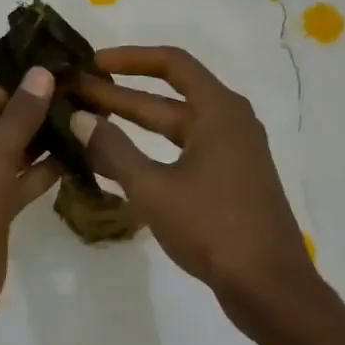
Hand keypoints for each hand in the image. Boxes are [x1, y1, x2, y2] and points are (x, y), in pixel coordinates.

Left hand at [0, 69, 61, 344]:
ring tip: (89, 119)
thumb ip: (18, 120)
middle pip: (0, 123)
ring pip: (12, 153)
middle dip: (39, 111)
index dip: (25, 84)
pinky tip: (77, 156)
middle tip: (87, 93)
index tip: (68, 68)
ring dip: (44, 140)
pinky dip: (42, 171)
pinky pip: (18, 181)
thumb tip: (42, 73)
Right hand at [70, 46, 317, 312]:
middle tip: (75, 95)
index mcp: (219, 110)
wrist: (269, 286)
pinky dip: (150, 152)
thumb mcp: (153, 188)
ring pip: (174, 128)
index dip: (128, 58)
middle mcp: (229, 122)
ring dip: (133, 124)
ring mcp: (232, 153)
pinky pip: (183, 153)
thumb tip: (78, 119)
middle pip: (169, 97)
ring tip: (87, 123)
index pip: (171, 63)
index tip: (91, 64)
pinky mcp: (229, 181)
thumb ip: (113, 150)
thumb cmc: (213, 227)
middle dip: (120, 95)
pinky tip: (117, 164)